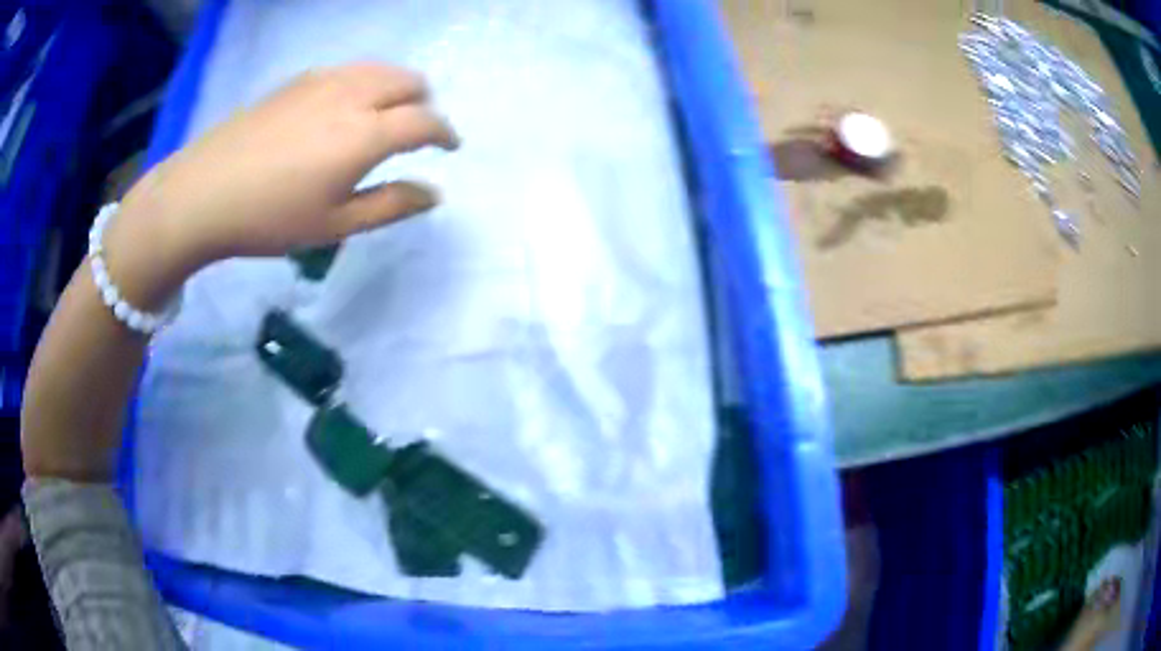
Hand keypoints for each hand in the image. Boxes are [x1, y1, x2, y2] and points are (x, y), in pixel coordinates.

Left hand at [106, 62, 457, 307]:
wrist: (203, 193)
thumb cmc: (270, 218)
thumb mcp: (334, 224)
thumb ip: (390, 205)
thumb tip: (434, 194)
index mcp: (366, 133)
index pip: (425, 121)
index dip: (445, 133)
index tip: (450, 147)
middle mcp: (352, 94)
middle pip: (408, 81)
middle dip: (423, 103)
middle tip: (415, 131)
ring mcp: (322, 81)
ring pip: (379, 70)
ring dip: (394, 89)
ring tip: (382, 116)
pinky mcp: (297, 81)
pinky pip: (347, 71)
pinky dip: (362, 84)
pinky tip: (342, 109)